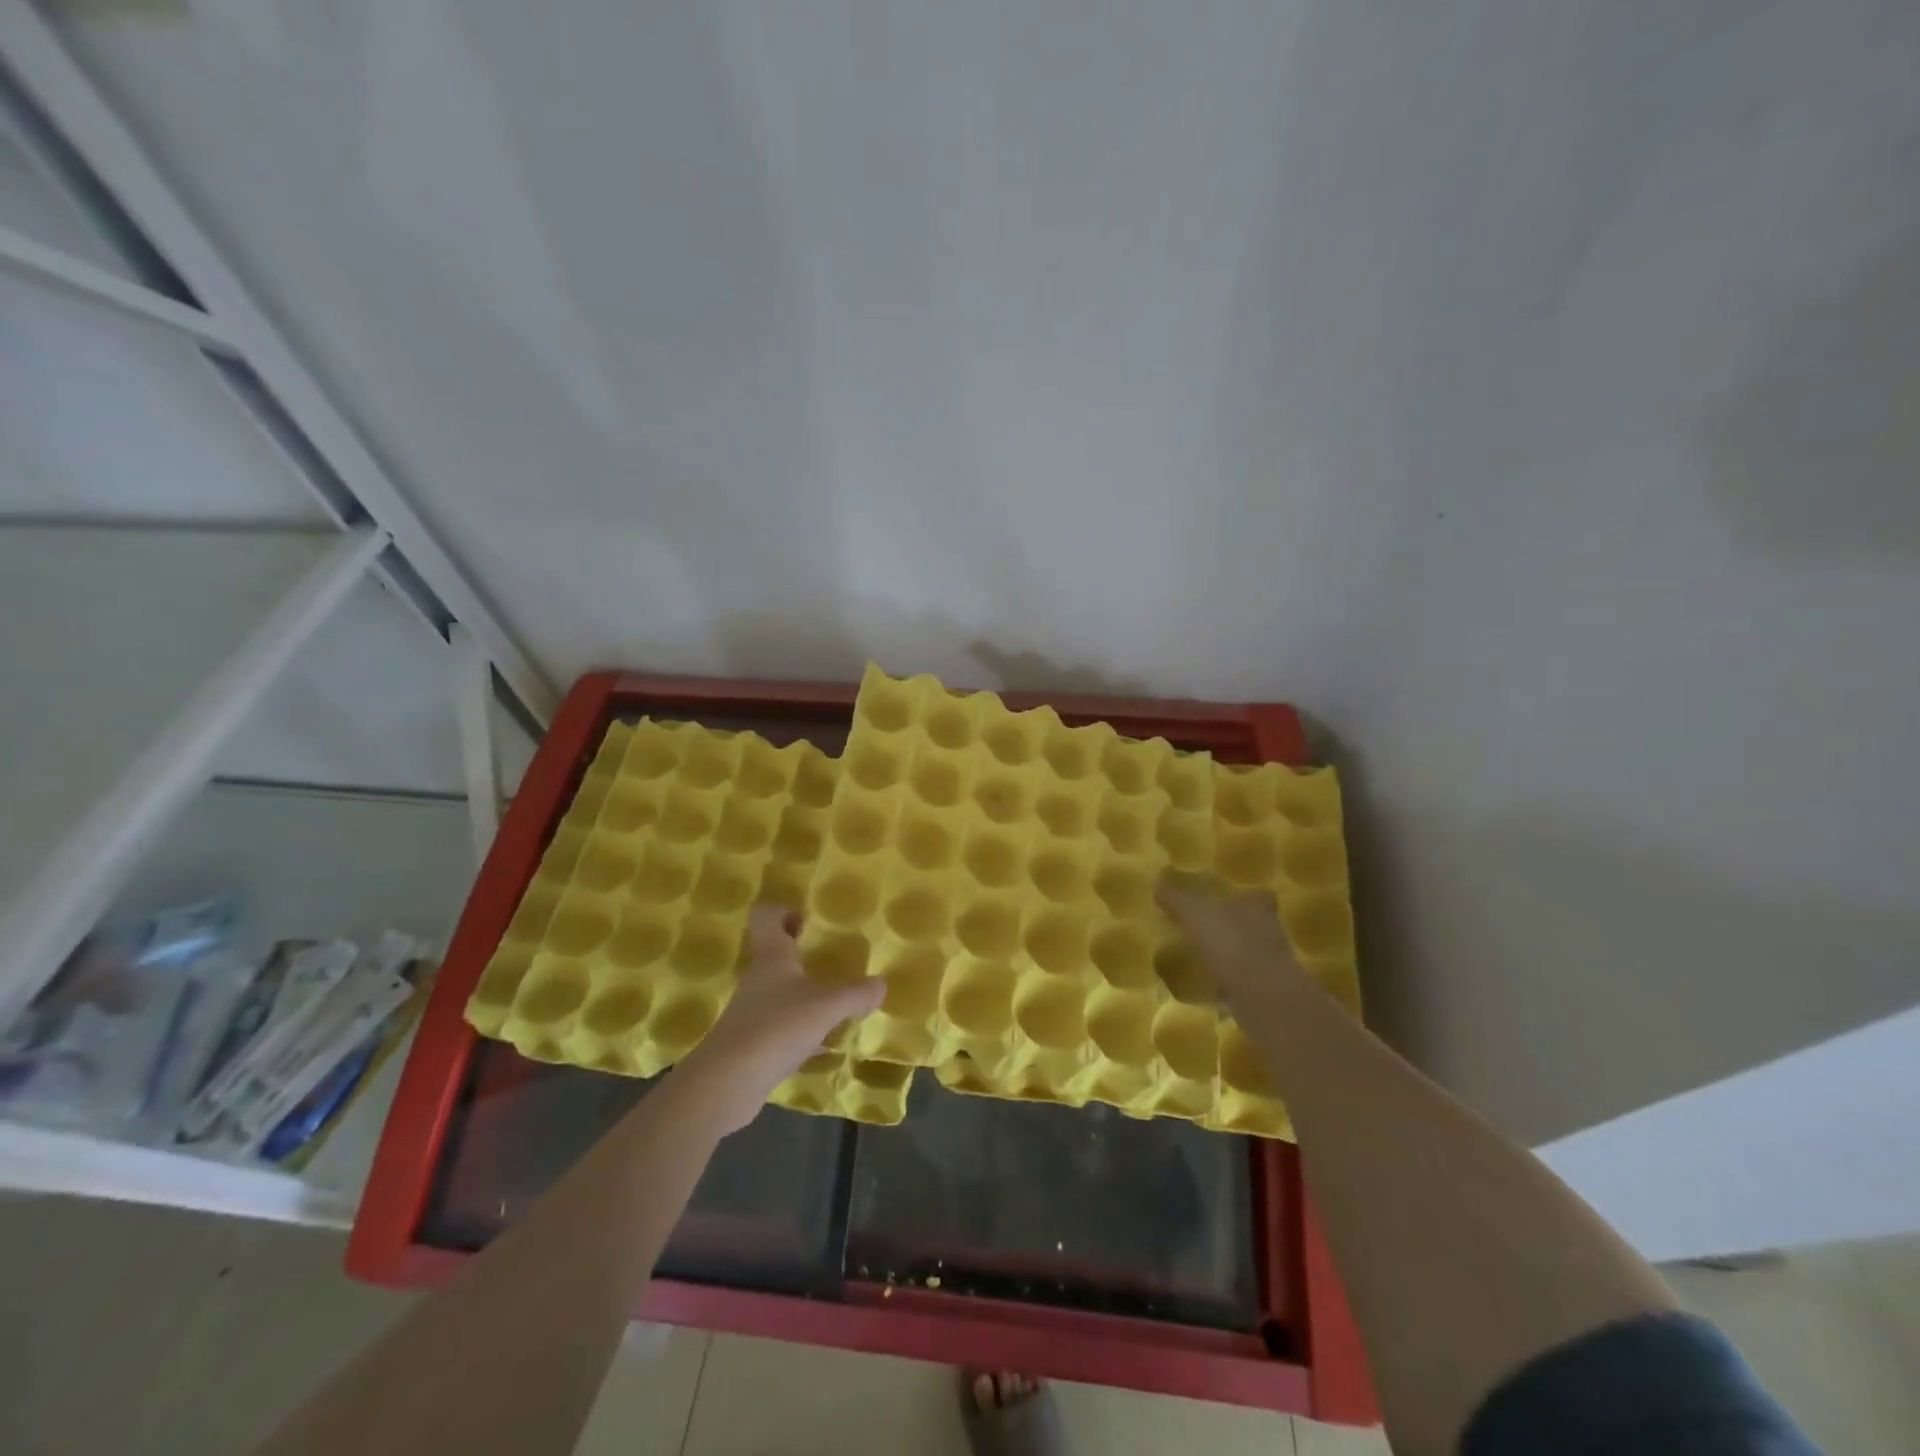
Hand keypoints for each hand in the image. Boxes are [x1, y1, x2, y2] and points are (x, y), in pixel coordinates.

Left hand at [672, 906, 883, 1131]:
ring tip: (834, 1004)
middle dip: (799, 955)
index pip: (765, 918)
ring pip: (779, 994)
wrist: (726, 1084)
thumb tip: (881, 984)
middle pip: (774, 956)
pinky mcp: (751, 1045)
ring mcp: (751, 1013)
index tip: (806, 920)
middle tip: (829, 960)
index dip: (782, 912)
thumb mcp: (826, 1007)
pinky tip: (824, 1046)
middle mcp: (758, 980)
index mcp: (772, 958)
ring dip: (802, 995)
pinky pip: (781, 1029)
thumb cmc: (776, 1027)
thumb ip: (855, 994)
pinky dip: (801, 1032)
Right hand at [1155, 873, 1308, 1010]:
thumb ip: (1175, 899)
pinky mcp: (1268, 992)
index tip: (1228, 901)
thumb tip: (1157, 883)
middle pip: (1256, 925)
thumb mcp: (1193, 914)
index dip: (1245, 898)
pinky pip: (1245, 985)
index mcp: (1257, 907)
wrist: (1258, 993)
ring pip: (1252, 955)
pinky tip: (1212, 992)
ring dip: (1234, 958)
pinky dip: (1231, 987)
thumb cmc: (1228, 941)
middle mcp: (1270, 931)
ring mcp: (1272, 964)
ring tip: (1208, 962)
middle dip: (1236, 929)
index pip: (1257, 895)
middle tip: (1211, 933)